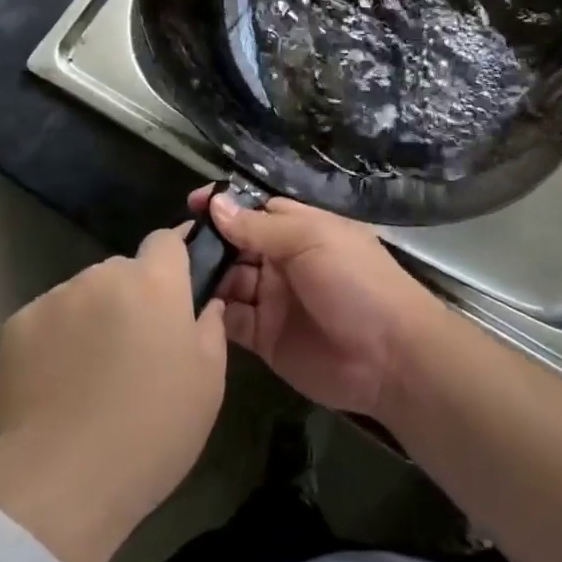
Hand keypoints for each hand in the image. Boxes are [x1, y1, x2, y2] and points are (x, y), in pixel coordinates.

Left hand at [0, 228, 226, 561]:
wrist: (53, 488)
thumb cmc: (148, 435)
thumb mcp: (207, 387)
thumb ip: (211, 330)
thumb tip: (207, 304)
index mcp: (156, 282)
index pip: (167, 239)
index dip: (174, 259)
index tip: (177, 290)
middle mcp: (104, 275)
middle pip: (123, 271)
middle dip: (131, 298)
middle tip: (133, 350)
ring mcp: (55, 298)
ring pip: (83, 295)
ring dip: (92, 319)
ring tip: (87, 376)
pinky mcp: (14, 326)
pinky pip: (45, 322)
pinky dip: (53, 342)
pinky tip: (53, 388)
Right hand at [196, 186, 442, 418]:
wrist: (391, 357)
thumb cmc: (356, 282)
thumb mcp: (310, 241)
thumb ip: (260, 227)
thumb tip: (216, 204)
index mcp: (299, 229)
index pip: (254, 209)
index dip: (224, 205)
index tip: (192, 204)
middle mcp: (282, 261)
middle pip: (236, 245)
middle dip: (208, 243)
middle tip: (171, 247)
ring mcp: (273, 300)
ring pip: (228, 282)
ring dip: (205, 278)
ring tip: (172, 278)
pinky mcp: (265, 338)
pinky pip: (231, 321)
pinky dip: (211, 314)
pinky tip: (188, 310)